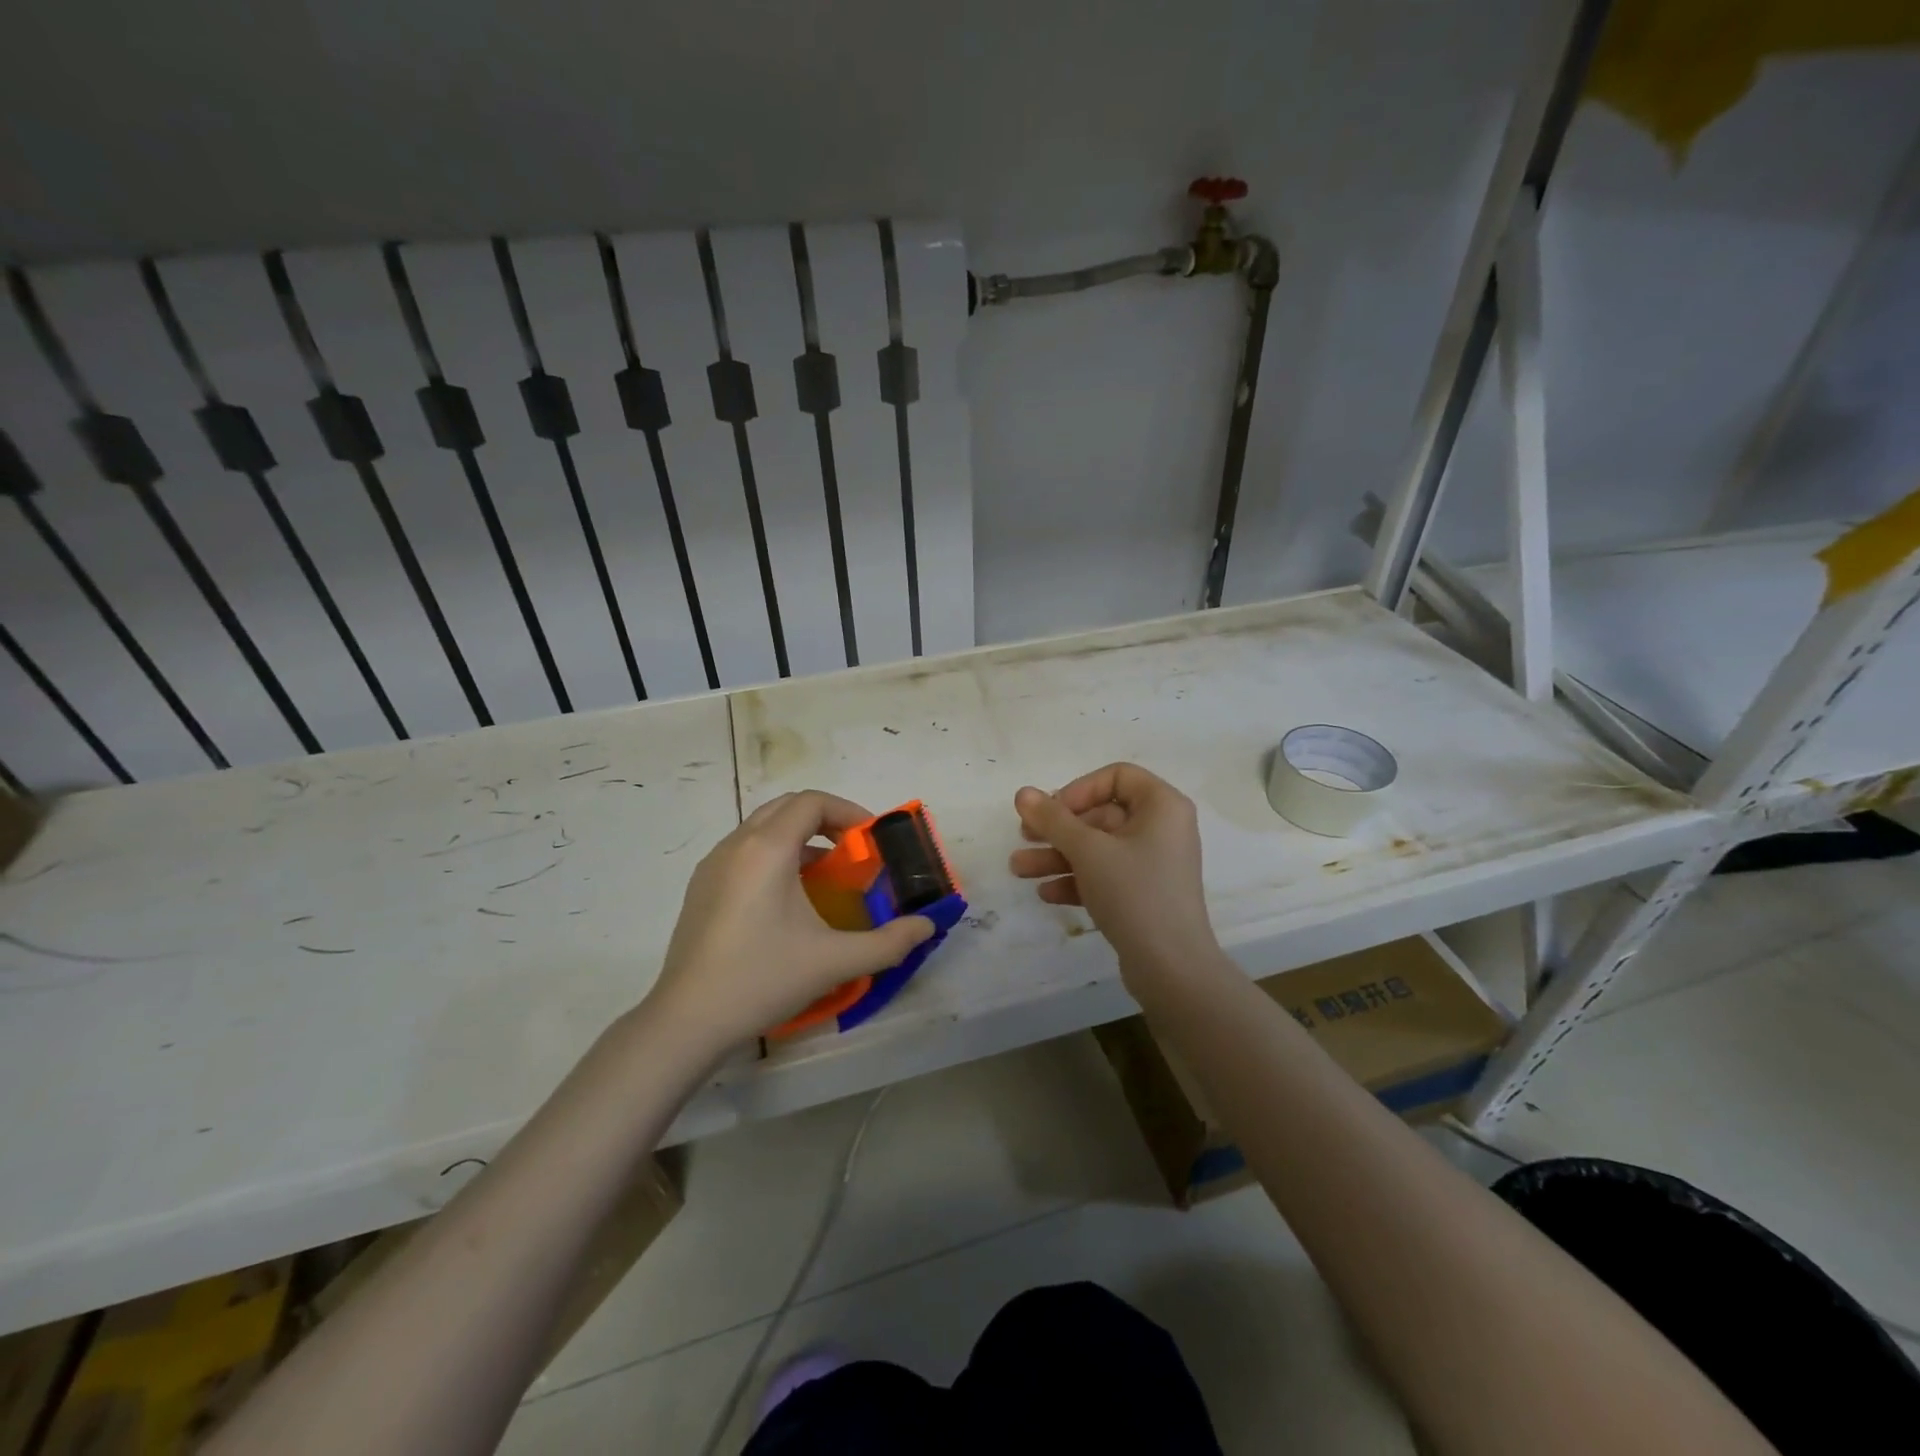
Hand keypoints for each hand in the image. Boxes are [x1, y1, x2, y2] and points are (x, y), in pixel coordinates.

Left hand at [643, 791, 933, 1055]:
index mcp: (767, 849)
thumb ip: (888, 942)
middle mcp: (737, 844)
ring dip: (799, 837)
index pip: (812, 802)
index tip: (869, 841)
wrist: (688, 1019)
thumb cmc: (763, 979)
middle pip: (787, 806)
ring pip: (762, 827)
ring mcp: (713, 864)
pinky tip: (786, 900)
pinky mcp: (701, 887)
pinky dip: (773, 855)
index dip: (848, 811)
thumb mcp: (834, 961)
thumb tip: (927, 926)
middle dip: (825, 819)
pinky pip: (744, 850)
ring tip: (824, 875)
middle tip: (852, 852)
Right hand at [1009, 763, 1217, 977]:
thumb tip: (1023, 793)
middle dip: (1058, 828)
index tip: (1052, 812)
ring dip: (1058, 856)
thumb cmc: (1134, 893)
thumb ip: (1053, 819)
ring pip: (1098, 848)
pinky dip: (1077, 879)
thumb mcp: (1087, 851)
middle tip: (1023, 837)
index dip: (1079, 789)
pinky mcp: (1145, 894)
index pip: (1117, 776)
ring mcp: (1154, 863)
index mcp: (1162, 806)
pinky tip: (1046, 894)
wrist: (1171, 968)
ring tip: (1018, 869)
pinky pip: (1106, 875)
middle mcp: (1162, 829)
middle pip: (1101, 814)